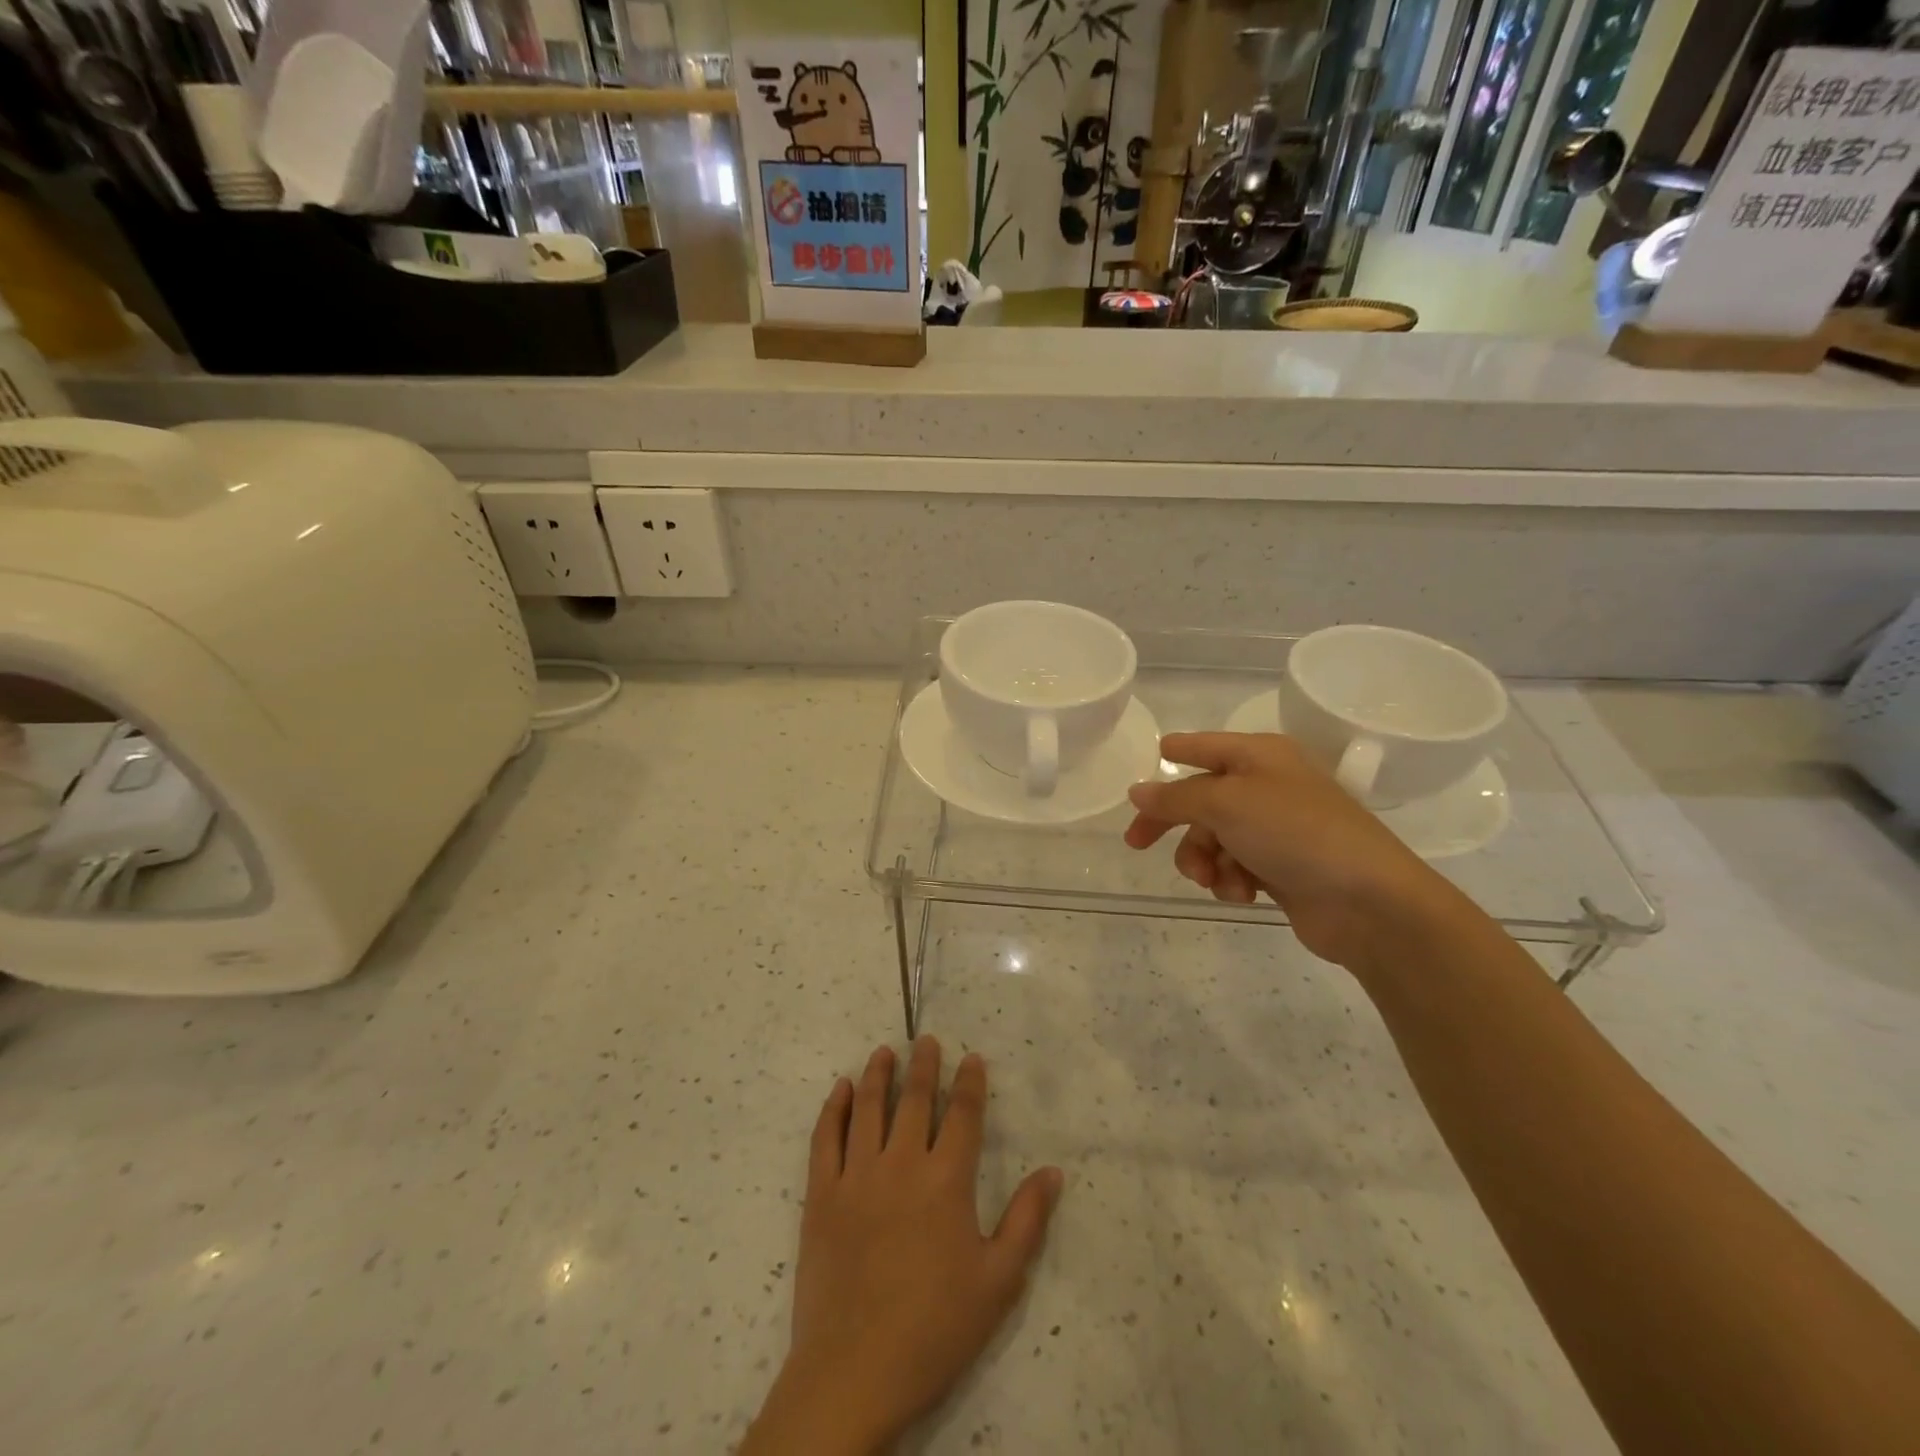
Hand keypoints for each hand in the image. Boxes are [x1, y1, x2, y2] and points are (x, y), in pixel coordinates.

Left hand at [742, 1039, 1063, 1455]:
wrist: (855, 1372)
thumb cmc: (934, 1329)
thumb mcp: (998, 1282)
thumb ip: (1027, 1222)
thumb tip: (1054, 1171)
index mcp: (946, 1181)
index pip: (963, 1115)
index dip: (970, 1083)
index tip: (972, 1057)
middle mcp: (901, 1164)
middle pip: (915, 1100)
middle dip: (924, 1065)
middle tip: (927, 1040)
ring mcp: (857, 1176)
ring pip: (869, 1108)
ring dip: (878, 1075)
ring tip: (884, 1052)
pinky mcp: (822, 1195)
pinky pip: (826, 1138)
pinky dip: (834, 1108)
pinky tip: (840, 1089)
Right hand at [1124, 732, 1457, 971]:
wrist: (1367, 901)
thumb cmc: (1295, 832)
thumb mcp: (1226, 803)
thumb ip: (1175, 797)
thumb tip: (1137, 791)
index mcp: (1259, 756)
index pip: (1204, 746)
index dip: (1174, 753)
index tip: (1145, 768)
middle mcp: (1267, 786)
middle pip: (1200, 799)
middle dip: (1174, 825)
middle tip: (1136, 844)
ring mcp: (1275, 829)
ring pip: (1213, 838)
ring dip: (1203, 860)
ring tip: (1213, 879)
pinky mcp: (1280, 868)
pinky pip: (1234, 867)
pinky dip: (1230, 880)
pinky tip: (1241, 893)